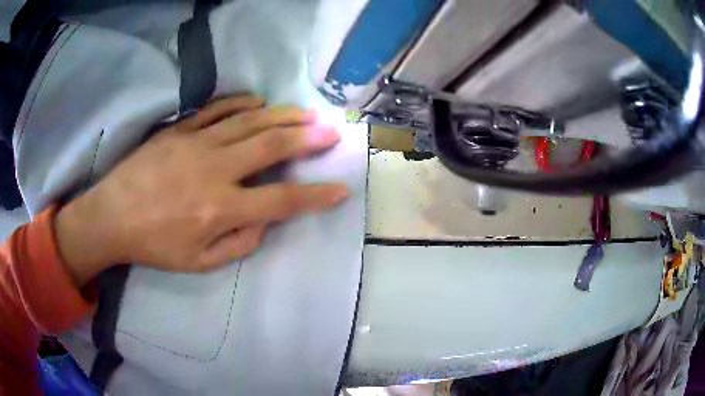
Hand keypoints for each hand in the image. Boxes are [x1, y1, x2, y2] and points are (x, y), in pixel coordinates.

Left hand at [54, 95, 348, 285]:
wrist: (111, 216)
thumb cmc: (154, 245)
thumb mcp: (198, 263)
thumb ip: (238, 245)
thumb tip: (264, 222)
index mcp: (221, 208)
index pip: (281, 199)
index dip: (315, 195)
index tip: (340, 190)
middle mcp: (215, 169)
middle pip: (272, 146)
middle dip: (308, 138)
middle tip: (331, 131)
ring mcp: (197, 143)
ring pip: (250, 121)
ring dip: (283, 115)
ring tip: (306, 113)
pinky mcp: (180, 129)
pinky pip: (217, 109)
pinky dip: (241, 103)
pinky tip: (258, 102)